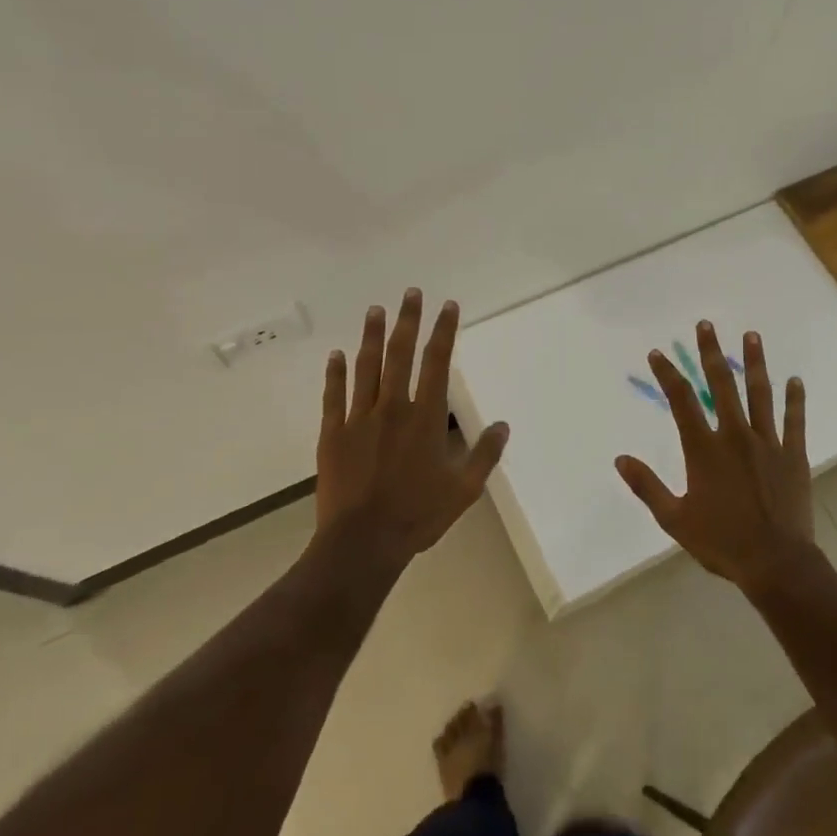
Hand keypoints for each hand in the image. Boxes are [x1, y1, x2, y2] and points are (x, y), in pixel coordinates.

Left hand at [316, 289, 509, 566]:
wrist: (362, 542)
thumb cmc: (417, 515)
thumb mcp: (464, 490)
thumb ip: (484, 455)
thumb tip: (502, 424)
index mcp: (425, 418)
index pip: (437, 363)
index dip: (444, 331)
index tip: (447, 306)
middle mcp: (392, 408)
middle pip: (401, 354)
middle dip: (408, 321)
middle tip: (410, 293)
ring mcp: (359, 419)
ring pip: (366, 367)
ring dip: (372, 336)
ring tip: (375, 310)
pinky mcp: (333, 435)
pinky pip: (333, 396)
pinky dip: (334, 374)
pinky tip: (336, 355)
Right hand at [615, 321, 814, 593]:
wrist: (775, 563)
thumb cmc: (721, 542)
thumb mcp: (674, 519)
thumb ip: (647, 486)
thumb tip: (619, 460)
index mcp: (704, 449)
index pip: (681, 401)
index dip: (667, 374)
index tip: (658, 353)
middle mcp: (734, 436)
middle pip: (721, 385)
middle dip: (711, 353)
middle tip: (706, 325)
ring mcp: (767, 443)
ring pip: (760, 394)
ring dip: (755, 363)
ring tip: (752, 336)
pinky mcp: (793, 455)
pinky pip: (794, 421)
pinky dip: (795, 400)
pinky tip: (795, 381)